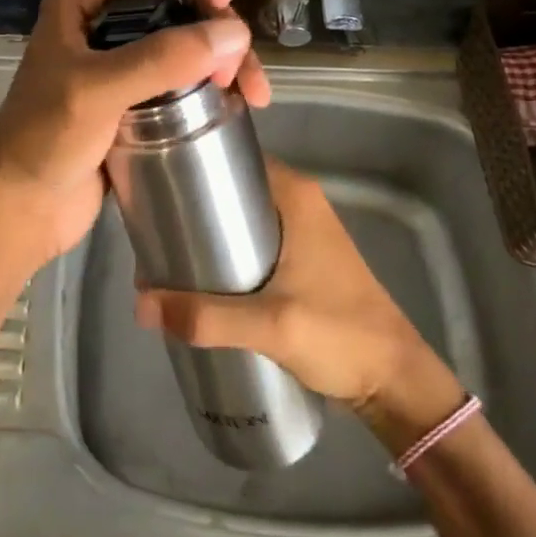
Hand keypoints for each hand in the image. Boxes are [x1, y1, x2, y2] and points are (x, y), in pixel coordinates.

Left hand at [0, 0, 270, 271]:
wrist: (21, 209)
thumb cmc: (43, 140)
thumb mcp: (96, 91)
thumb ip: (160, 59)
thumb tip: (234, 35)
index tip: (224, 4)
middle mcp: (108, 20)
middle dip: (218, 26)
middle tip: (238, 71)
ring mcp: (126, 61)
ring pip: (191, 40)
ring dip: (227, 59)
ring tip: (252, 96)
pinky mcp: (141, 98)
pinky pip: (188, 77)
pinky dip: (217, 85)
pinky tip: (240, 105)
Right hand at [134, 159, 462, 428]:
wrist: (395, 379)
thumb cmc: (340, 335)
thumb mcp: (270, 325)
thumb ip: (206, 317)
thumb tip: (140, 304)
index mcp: (294, 194)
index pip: (234, 157)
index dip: (192, 164)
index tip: (153, 184)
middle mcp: (298, 200)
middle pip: (232, 187)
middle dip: (192, 205)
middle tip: (151, 229)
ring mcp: (301, 229)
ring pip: (241, 215)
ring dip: (207, 231)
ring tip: (165, 254)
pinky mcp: (300, 258)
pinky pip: (252, 239)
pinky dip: (225, 250)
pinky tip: (198, 277)